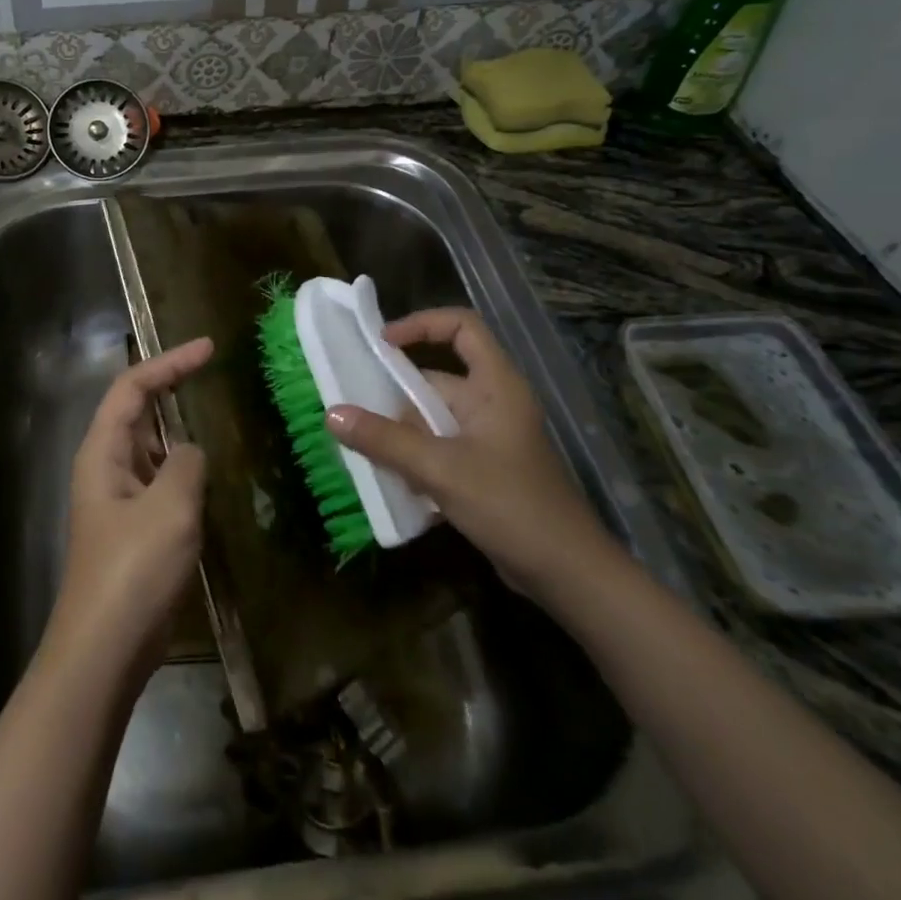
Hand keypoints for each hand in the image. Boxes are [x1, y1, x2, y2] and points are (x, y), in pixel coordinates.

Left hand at [46, 337, 213, 681]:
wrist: (105, 649)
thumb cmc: (133, 570)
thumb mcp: (170, 506)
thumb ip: (187, 463)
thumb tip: (191, 453)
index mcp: (103, 451)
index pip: (133, 387)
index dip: (169, 362)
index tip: (208, 348)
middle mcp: (106, 466)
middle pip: (138, 411)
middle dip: (172, 386)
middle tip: (214, 371)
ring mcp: (119, 499)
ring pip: (152, 447)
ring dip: (181, 428)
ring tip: (219, 415)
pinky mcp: (135, 529)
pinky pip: (162, 481)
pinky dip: (185, 468)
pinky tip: (214, 475)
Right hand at [326, 308, 612, 598]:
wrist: (568, 575)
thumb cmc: (511, 506)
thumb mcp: (441, 469)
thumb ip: (385, 440)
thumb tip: (332, 413)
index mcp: (495, 385)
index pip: (462, 326)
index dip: (422, 324)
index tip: (383, 344)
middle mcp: (493, 403)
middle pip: (436, 380)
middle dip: (395, 396)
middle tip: (354, 409)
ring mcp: (490, 438)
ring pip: (433, 419)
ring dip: (401, 433)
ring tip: (362, 446)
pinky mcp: (484, 470)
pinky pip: (439, 449)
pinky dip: (414, 458)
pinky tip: (390, 480)